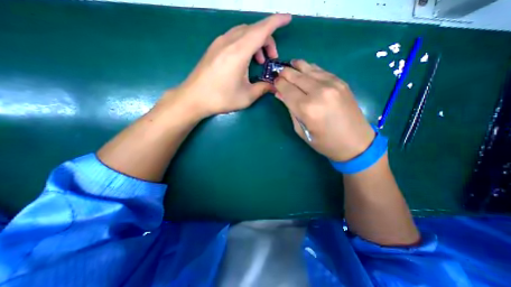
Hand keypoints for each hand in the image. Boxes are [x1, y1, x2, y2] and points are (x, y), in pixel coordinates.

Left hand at [164, 12, 290, 118]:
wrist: (194, 98)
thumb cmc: (221, 98)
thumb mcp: (246, 96)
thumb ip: (263, 88)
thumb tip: (273, 86)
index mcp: (239, 52)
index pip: (261, 30)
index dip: (276, 22)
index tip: (288, 19)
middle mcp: (229, 42)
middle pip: (253, 29)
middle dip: (267, 39)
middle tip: (271, 58)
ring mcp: (219, 43)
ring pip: (243, 32)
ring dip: (256, 42)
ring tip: (260, 61)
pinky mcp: (214, 48)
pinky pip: (234, 37)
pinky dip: (245, 44)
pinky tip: (245, 59)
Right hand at [276, 59, 373, 160]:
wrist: (355, 142)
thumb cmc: (324, 142)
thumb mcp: (301, 131)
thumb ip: (290, 110)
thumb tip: (280, 94)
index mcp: (306, 108)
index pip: (287, 89)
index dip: (278, 84)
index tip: (274, 82)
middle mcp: (318, 92)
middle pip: (296, 76)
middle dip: (284, 73)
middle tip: (278, 72)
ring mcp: (332, 84)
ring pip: (308, 69)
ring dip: (297, 66)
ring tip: (290, 65)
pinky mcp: (341, 82)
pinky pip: (321, 70)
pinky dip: (310, 68)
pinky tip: (305, 68)